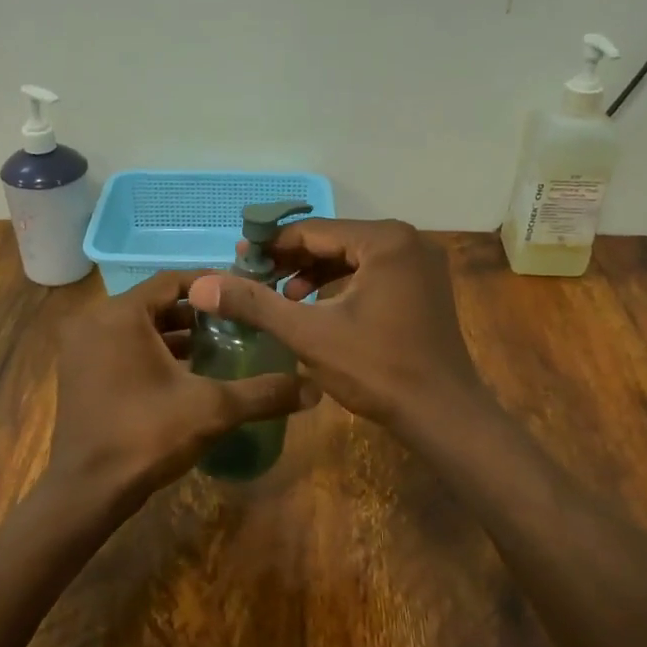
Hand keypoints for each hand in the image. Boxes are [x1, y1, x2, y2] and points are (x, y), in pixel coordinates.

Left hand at [49, 270, 317, 509]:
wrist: (88, 490)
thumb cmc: (147, 435)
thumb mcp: (213, 409)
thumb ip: (264, 393)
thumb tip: (315, 389)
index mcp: (120, 315)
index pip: (172, 280)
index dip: (211, 285)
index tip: (244, 295)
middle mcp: (94, 323)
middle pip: (155, 303)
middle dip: (196, 313)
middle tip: (236, 323)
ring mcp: (81, 349)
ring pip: (138, 328)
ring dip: (175, 335)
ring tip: (219, 348)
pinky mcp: (79, 374)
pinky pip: (122, 348)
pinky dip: (152, 353)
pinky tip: (186, 374)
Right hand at [187, 220, 489, 436]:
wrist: (442, 414)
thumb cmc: (377, 369)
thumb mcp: (309, 334)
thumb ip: (256, 305)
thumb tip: (203, 285)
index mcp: (385, 240)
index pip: (314, 231)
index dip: (272, 246)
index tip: (238, 261)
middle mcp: (408, 241)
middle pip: (335, 241)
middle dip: (293, 261)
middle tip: (255, 280)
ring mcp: (421, 265)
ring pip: (353, 258)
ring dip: (315, 275)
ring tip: (283, 297)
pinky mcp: (425, 288)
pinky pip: (373, 275)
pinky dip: (342, 287)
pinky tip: (318, 308)